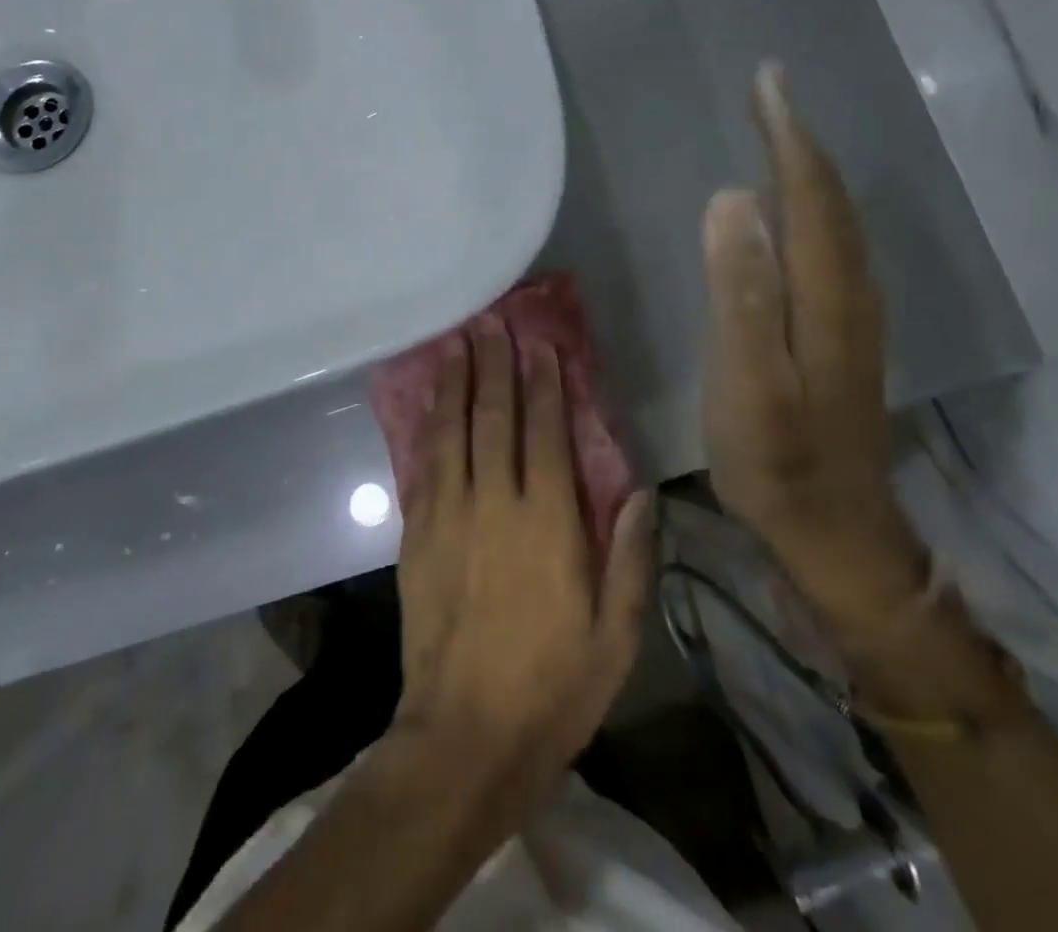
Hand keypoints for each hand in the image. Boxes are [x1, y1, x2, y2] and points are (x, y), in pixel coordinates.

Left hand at [393, 318, 652, 806]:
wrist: (465, 735)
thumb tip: (640, 492)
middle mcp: (495, 503)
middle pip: (494, 418)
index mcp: (547, 523)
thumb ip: (629, 557)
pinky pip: (425, 464)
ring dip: (457, 383)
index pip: (546, 433)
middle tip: (492, 322)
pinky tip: (431, 403)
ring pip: (452, 431)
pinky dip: (430, 426)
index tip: (542, 346)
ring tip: (458, 343)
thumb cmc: (553, 687)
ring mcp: (448, 514)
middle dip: (496, 366)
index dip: (545, 385)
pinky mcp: (417, 533)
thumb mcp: (616, 635)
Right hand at [702, 61, 928, 636]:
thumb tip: (732, 200)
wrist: (836, 531)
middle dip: (800, 139)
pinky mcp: (842, 334)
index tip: (768, 81)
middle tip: (769, 92)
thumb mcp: (748, 382)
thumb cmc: (778, 460)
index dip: (788, 135)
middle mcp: (850, 292)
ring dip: (809, 170)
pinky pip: (830, 247)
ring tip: (780, 135)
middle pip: (829, 199)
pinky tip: (792, 212)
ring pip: (835, 222)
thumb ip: (741, 292)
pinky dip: (813, 209)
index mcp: (826, 294)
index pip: (809, 194)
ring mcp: (852, 315)